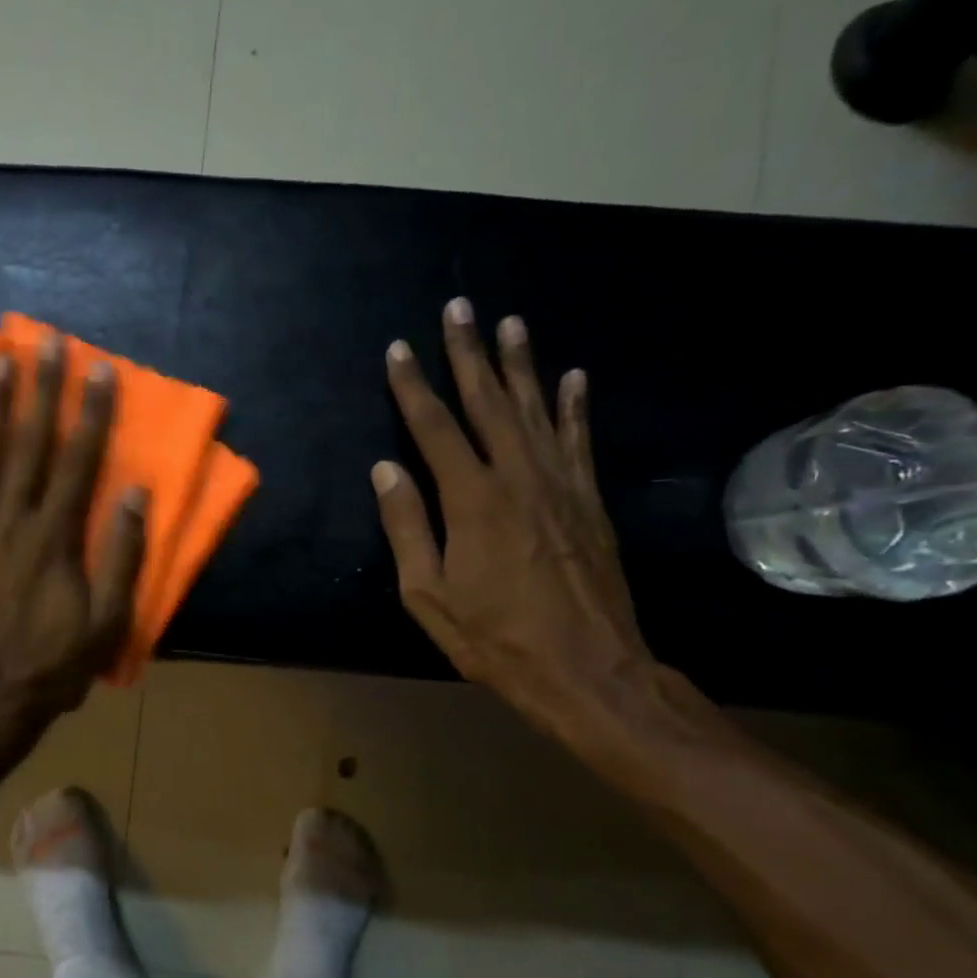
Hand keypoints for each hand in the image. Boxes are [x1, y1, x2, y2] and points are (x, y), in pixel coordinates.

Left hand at [0, 334, 145, 743]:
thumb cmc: (53, 667)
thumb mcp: (108, 623)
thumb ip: (122, 556)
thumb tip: (134, 493)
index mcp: (55, 538)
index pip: (79, 461)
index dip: (92, 412)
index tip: (99, 368)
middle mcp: (11, 522)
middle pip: (28, 445)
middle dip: (39, 390)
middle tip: (44, 340)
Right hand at [373, 299, 656, 742]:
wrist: (588, 670)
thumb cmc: (495, 640)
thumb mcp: (429, 596)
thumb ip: (407, 528)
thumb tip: (386, 470)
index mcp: (473, 500)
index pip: (435, 428)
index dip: (413, 387)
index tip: (398, 350)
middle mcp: (519, 478)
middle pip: (488, 403)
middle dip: (469, 353)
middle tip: (460, 307)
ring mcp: (562, 486)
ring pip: (537, 410)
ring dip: (521, 365)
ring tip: (511, 323)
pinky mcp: (590, 502)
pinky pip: (580, 441)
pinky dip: (575, 406)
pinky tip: (573, 377)